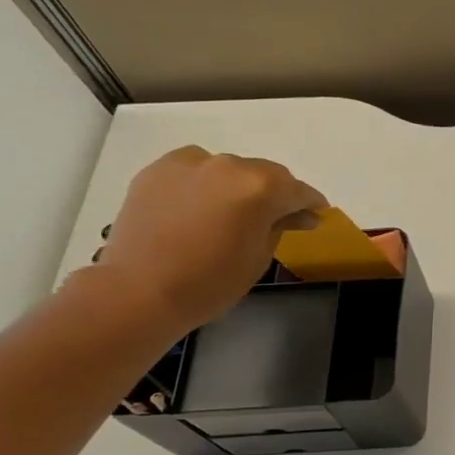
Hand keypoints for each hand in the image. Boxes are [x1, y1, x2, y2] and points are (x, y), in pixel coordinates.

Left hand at [94, 146, 326, 332]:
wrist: (139, 290)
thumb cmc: (211, 281)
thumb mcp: (259, 256)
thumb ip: (281, 226)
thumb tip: (299, 215)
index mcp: (261, 187)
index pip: (299, 191)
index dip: (311, 204)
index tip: (315, 216)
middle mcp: (228, 165)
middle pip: (265, 174)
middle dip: (275, 194)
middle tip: (275, 219)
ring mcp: (190, 164)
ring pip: (229, 169)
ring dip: (238, 186)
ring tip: (231, 213)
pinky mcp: (158, 170)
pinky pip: (195, 169)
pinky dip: (205, 183)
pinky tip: (200, 206)